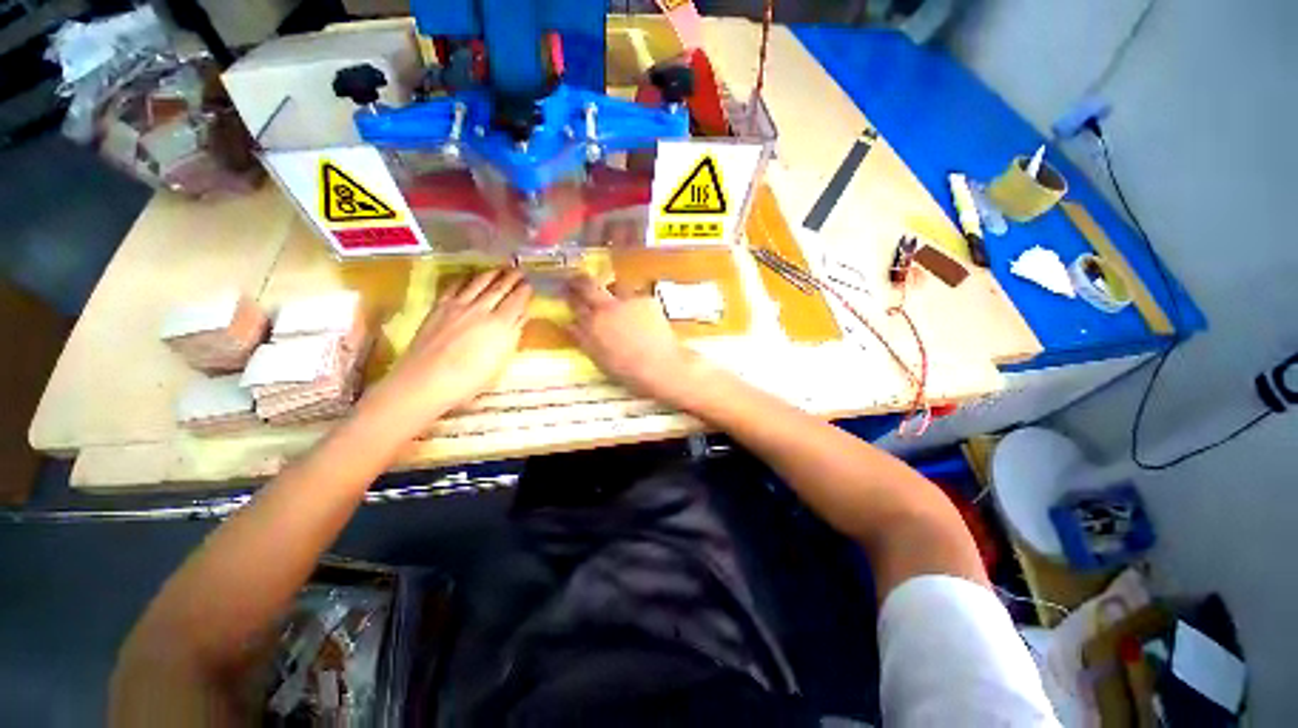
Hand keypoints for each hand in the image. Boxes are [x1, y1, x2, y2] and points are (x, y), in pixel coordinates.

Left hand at [366, 268, 531, 434]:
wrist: (426, 380)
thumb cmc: (470, 380)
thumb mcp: (500, 361)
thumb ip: (513, 335)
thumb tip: (521, 316)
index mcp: (500, 325)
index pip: (516, 301)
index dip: (524, 291)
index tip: (530, 284)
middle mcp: (481, 310)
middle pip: (500, 288)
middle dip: (511, 278)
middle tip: (519, 270)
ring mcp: (459, 306)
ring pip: (479, 283)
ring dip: (491, 274)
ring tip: (500, 268)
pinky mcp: (440, 307)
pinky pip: (455, 286)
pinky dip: (466, 279)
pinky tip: (469, 276)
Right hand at [565, 275, 710, 406]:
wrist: (661, 366)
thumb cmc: (628, 371)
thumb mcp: (599, 358)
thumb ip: (583, 338)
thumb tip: (570, 324)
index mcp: (593, 323)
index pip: (574, 302)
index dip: (568, 295)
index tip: (566, 291)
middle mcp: (608, 306)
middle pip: (588, 285)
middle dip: (580, 281)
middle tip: (578, 282)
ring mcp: (628, 300)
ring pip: (615, 286)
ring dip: (611, 291)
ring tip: (617, 301)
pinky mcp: (647, 299)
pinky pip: (635, 295)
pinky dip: (633, 302)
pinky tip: (640, 315)